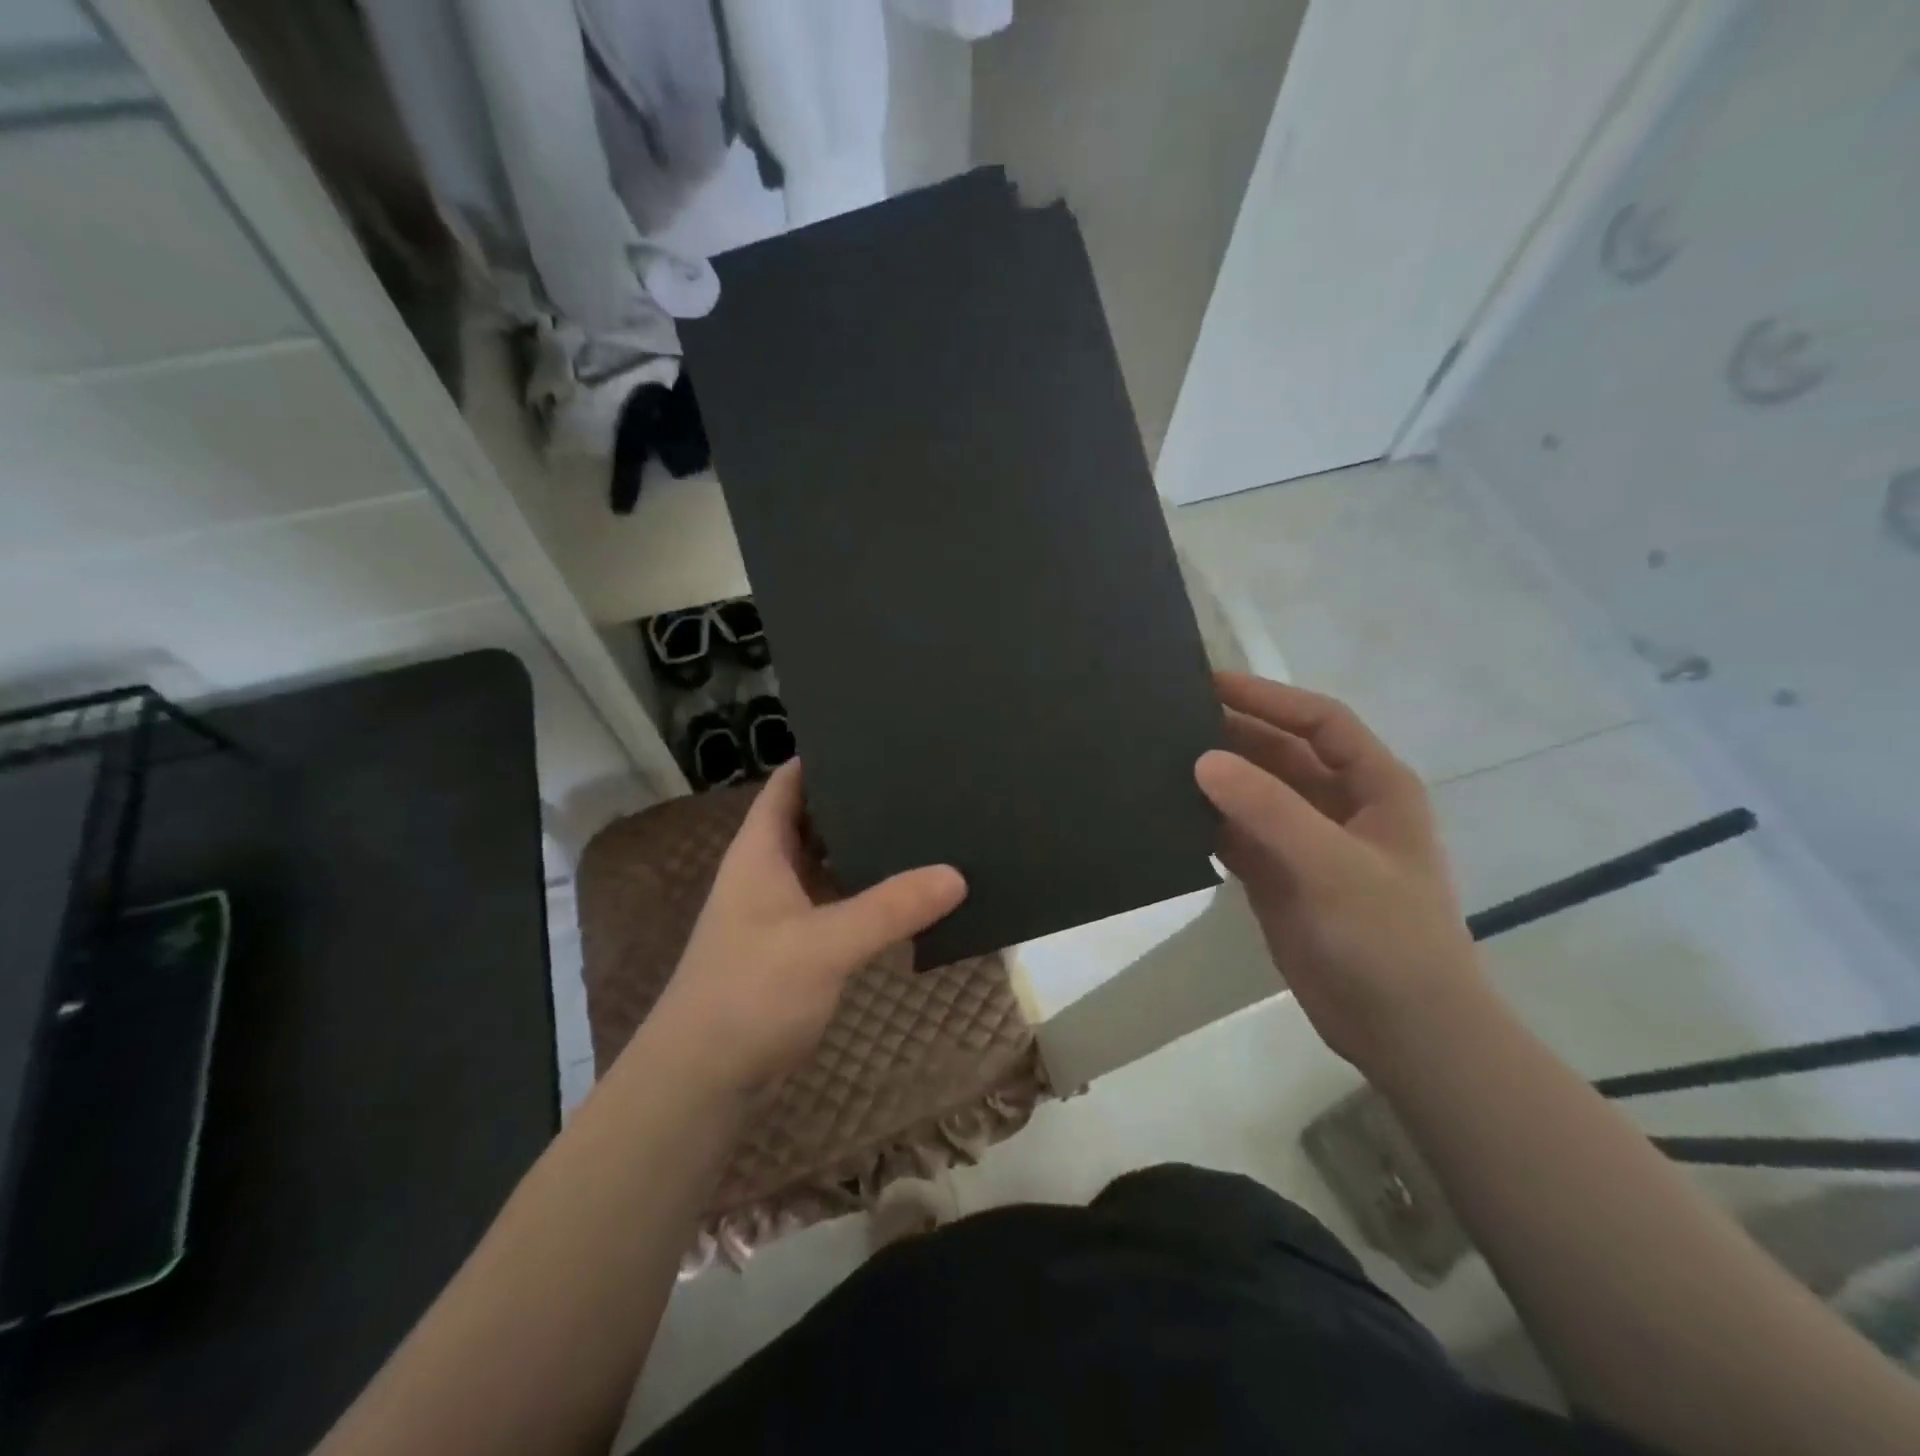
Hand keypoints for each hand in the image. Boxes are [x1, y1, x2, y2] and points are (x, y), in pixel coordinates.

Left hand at [637, 761, 967, 1097]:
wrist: (702, 1080)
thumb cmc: (749, 994)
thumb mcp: (824, 945)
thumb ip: (890, 909)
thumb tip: (957, 875)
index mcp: (761, 851)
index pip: (790, 783)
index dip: (825, 756)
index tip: (877, 738)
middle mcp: (769, 872)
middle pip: (815, 820)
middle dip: (859, 801)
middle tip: (918, 781)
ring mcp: (781, 912)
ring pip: (829, 865)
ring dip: (866, 851)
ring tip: (924, 827)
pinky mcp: (796, 949)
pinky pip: (837, 905)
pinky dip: (867, 895)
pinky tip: (908, 894)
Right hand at [1194, 672, 1485, 1070]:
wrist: (1403, 1030)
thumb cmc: (1386, 936)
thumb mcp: (1332, 864)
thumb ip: (1268, 808)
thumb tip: (1202, 759)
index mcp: (1374, 786)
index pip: (1319, 721)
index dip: (1268, 697)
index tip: (1209, 684)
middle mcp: (1339, 806)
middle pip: (1280, 753)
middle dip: (1232, 735)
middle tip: (1169, 720)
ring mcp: (1306, 844)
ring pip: (1253, 794)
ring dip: (1214, 779)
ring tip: (1158, 760)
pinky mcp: (1278, 878)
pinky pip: (1236, 835)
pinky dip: (1206, 823)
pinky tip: (1167, 814)